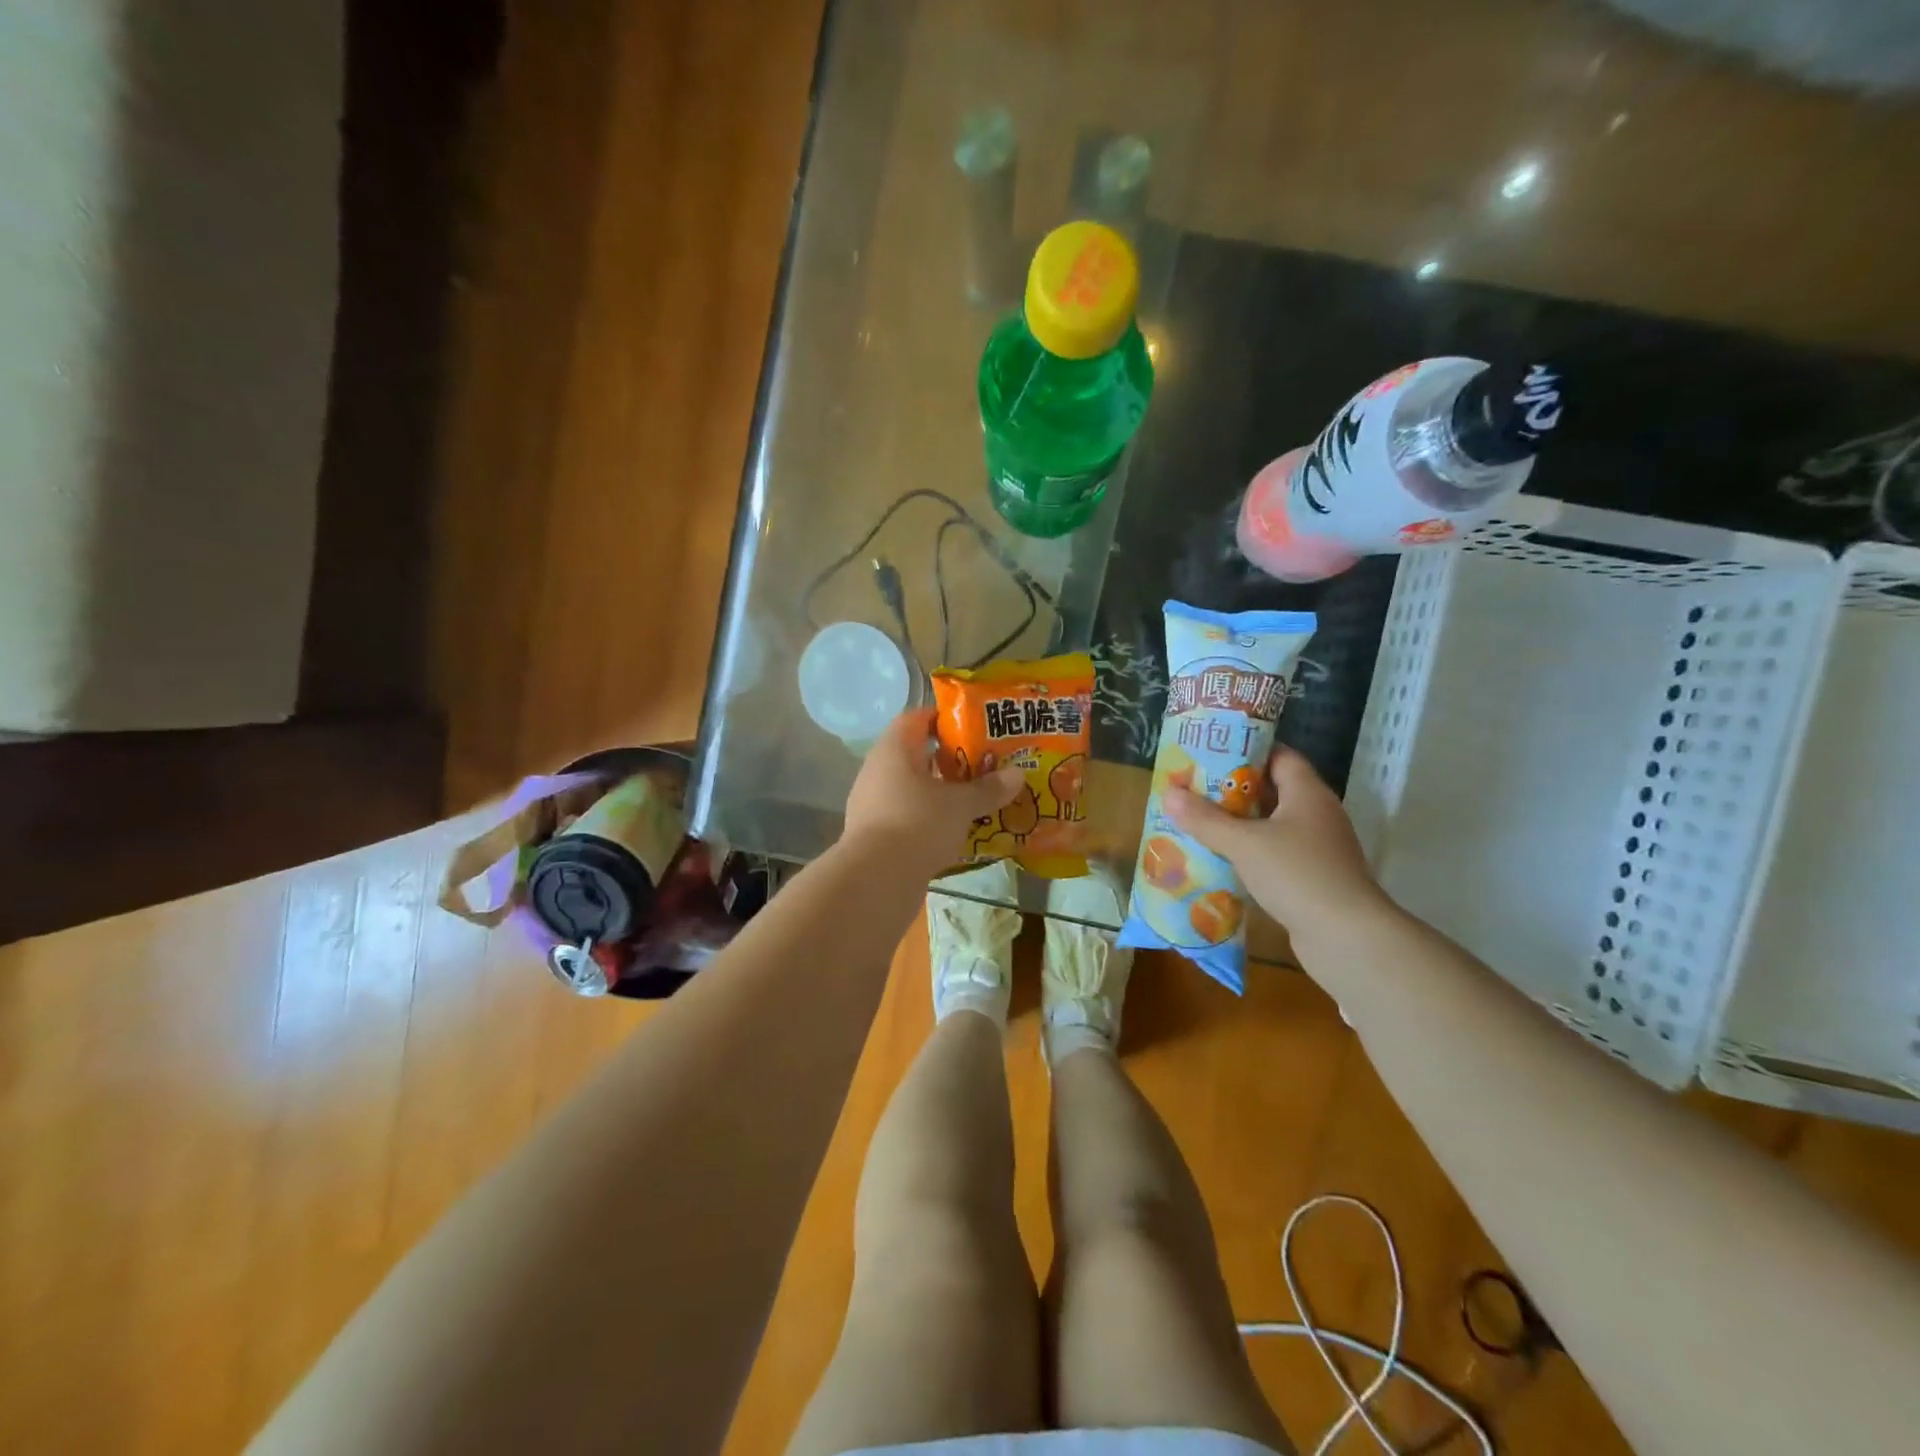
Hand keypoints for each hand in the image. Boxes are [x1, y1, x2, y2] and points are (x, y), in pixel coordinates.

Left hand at [843, 709, 1023, 874]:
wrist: (876, 880)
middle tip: (982, 764)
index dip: (943, 718)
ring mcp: (872, 803)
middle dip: (947, 759)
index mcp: (894, 749)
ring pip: (911, 787)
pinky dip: (928, 817)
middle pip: (915, 753)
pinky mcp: (874, 833)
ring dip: (939, 791)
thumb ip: (988, 789)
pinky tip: (953, 830)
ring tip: (973, 798)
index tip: (973, 726)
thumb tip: (1018, 774)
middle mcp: (877, 770)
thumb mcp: (960, 805)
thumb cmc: (918, 824)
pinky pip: (906, 814)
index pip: (916, 718)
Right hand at [1166, 746, 1390, 947]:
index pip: (1278, 756)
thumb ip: (1205, 819)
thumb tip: (1169, 793)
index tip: (1210, 752)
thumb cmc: (1297, 874)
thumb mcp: (1244, 843)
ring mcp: (1317, 848)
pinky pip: (1275, 854)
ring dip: (1238, 824)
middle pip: (1272, 790)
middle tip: (1192, 788)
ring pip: (1271, 825)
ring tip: (1197, 821)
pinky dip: (1249, 853)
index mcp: (1307, 793)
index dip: (1246, 751)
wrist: (1347, 938)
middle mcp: (1316, 814)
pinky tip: (1220, 859)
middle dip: (1232, 790)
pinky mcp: (1312, 877)